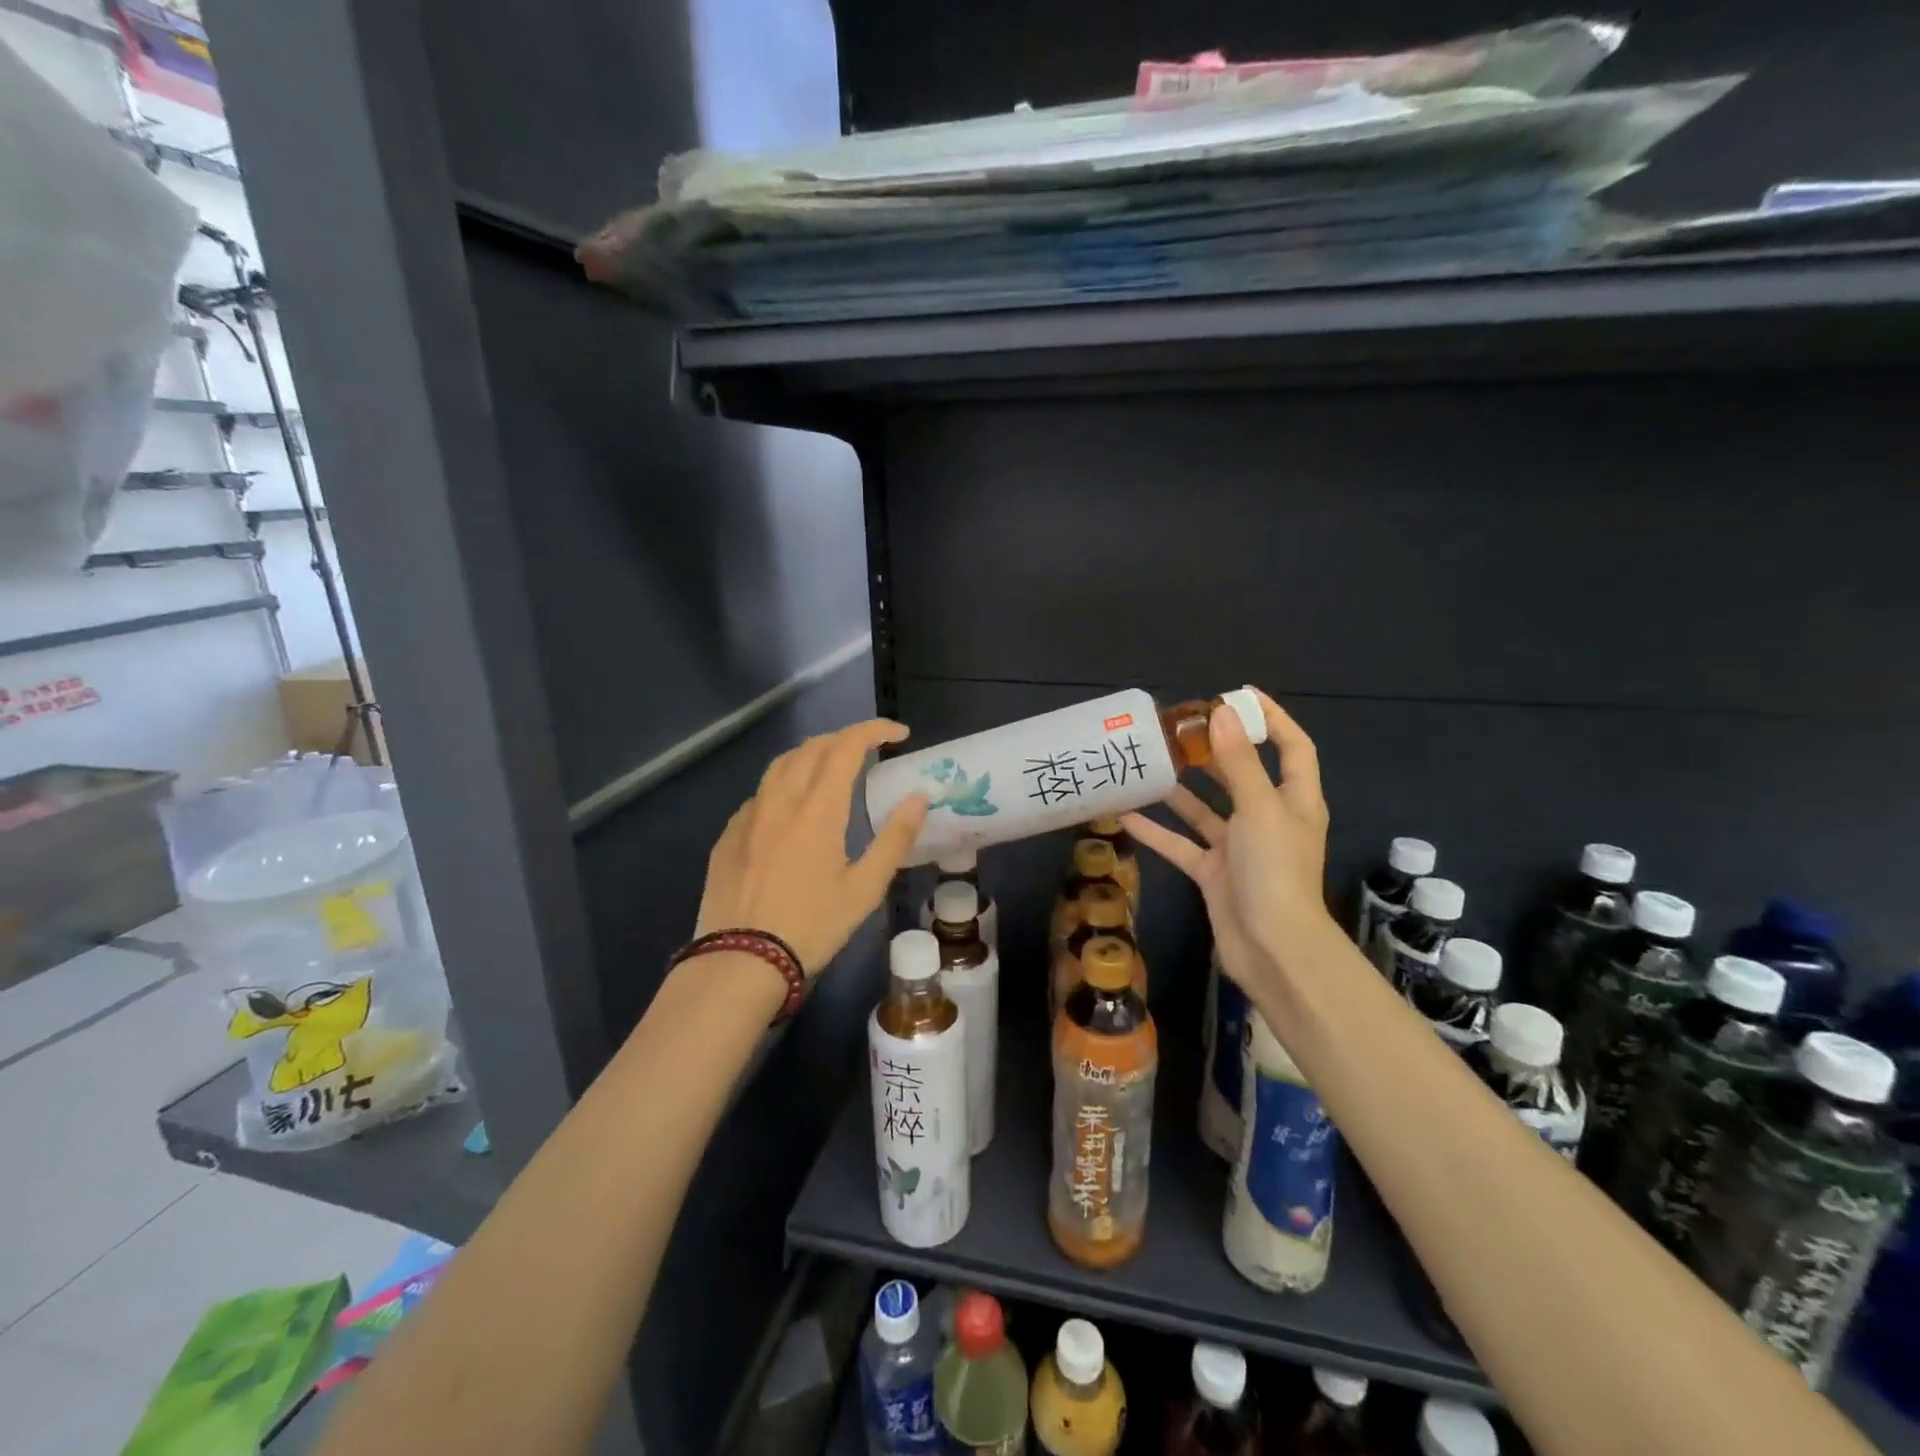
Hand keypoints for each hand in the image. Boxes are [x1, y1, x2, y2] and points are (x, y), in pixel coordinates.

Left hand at [696, 719, 929, 974]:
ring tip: (830, 767)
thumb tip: (919, 797)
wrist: (739, 963)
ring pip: (779, 766)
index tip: (899, 734)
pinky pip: (759, 795)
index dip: (874, 730)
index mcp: (816, 808)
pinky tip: (790, 810)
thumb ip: (894, 838)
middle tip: (870, 750)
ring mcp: (747, 817)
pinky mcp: (728, 837)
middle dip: (844, 739)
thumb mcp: (864, 889)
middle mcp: (779, 801)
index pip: (845, 746)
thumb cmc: (811, 927)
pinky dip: (783, 786)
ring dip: (810, 755)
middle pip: (811, 748)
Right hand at [1120, 689, 1333, 987]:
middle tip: (1178, 728)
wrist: (1272, 948)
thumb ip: (1240, 763)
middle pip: (1242, 774)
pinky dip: (1157, 832)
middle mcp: (1268, 818)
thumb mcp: (1260, 809)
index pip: (1292, 747)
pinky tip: (1125, 816)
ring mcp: (1239, 848)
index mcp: (1294, 800)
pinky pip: (1181, 844)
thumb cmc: (1275, 871)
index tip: (1240, 694)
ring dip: (1179, 791)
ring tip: (1149, 764)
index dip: (1272, 718)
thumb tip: (1224, 713)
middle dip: (1214, 751)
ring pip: (1205, 810)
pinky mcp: (1213, 873)